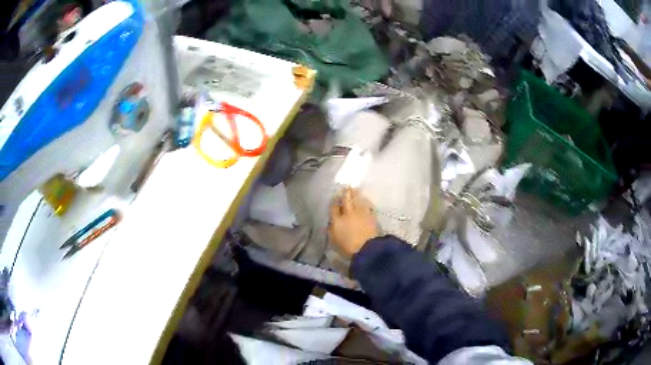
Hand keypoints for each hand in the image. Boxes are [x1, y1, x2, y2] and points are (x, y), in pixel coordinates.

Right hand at [329, 188, 378, 257]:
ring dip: (356, 194)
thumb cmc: (348, 249)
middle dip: (345, 193)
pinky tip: (365, 200)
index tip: (335, 197)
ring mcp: (361, 213)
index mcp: (337, 221)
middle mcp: (348, 214)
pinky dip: (365, 201)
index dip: (334, 201)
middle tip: (345, 187)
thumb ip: (332, 231)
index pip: (333, 207)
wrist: (368, 249)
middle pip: (345, 199)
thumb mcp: (335, 241)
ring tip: (355, 189)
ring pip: (357, 199)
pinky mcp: (371, 215)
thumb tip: (331, 224)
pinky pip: (367, 205)